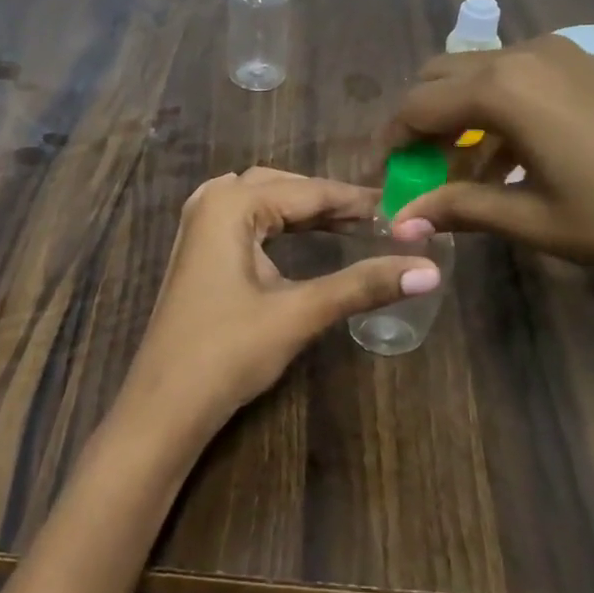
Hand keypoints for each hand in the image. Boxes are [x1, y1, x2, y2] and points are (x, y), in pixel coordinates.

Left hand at [114, 168, 440, 447]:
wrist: (164, 406)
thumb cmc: (228, 353)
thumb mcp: (299, 313)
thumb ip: (362, 285)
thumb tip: (429, 270)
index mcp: (232, 203)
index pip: (308, 191)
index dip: (356, 200)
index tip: (400, 209)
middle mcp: (212, 200)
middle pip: (284, 187)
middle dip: (330, 201)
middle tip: (378, 219)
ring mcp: (200, 223)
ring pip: (264, 199)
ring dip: (305, 209)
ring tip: (352, 224)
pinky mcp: (198, 248)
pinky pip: (248, 217)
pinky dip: (281, 221)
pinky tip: (303, 235)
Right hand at [382, 35, 593, 319]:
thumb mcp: (530, 219)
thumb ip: (457, 207)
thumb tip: (398, 221)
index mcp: (502, 88)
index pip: (417, 106)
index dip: (390, 142)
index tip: (382, 179)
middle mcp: (523, 54)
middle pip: (440, 78)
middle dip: (420, 123)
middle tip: (419, 174)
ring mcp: (558, 54)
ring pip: (478, 74)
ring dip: (458, 116)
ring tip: (463, 174)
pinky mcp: (584, 64)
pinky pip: (517, 77)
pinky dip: (496, 109)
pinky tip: (509, 158)